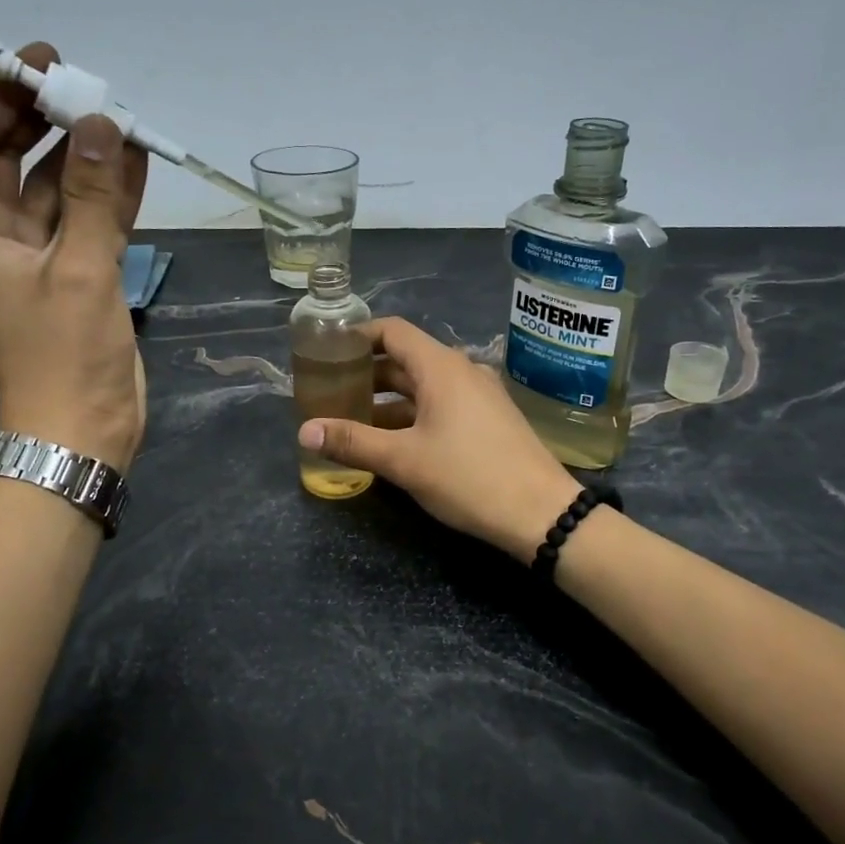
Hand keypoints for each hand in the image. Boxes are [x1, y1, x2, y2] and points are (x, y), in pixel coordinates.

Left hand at [0, 41, 148, 469]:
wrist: (84, 429)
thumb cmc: (67, 355)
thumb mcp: (81, 270)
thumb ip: (92, 196)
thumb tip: (101, 123)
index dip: (3, 97)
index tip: (43, 62)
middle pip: (13, 160)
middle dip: (47, 121)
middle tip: (88, 84)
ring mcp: (38, 257)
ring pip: (57, 190)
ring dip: (86, 157)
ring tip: (121, 116)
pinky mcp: (74, 276)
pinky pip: (87, 221)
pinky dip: (108, 195)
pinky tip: (136, 163)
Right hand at [297, 318, 581, 562]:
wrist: (541, 512)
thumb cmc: (469, 477)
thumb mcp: (404, 460)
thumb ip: (353, 442)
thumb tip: (303, 431)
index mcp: (441, 367)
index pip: (392, 331)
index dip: (358, 336)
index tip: (328, 351)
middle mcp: (461, 371)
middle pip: (405, 359)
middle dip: (367, 373)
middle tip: (330, 391)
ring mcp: (479, 395)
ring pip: (423, 386)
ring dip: (388, 399)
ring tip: (352, 419)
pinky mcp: (488, 419)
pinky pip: (441, 404)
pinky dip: (412, 414)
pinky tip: (392, 440)